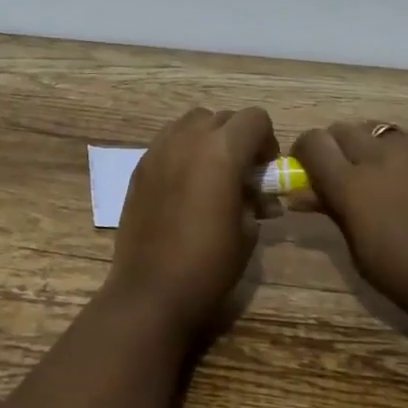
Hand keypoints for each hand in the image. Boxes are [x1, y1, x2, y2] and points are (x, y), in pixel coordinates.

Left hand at [106, 107, 277, 339]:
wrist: (151, 290)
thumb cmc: (209, 265)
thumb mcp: (247, 232)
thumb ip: (256, 200)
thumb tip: (259, 195)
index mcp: (222, 151)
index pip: (255, 118)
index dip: (267, 140)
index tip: (266, 169)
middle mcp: (189, 138)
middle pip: (223, 117)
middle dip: (239, 138)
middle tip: (243, 174)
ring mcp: (159, 149)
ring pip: (192, 122)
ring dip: (209, 138)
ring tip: (212, 173)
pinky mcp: (140, 165)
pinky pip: (168, 140)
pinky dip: (183, 149)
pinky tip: (185, 184)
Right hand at [292, 121, 407, 340]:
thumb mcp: (359, 252)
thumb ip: (332, 211)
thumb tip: (303, 193)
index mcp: (353, 185)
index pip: (312, 143)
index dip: (302, 154)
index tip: (303, 174)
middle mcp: (380, 157)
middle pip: (340, 129)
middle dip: (330, 148)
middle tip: (335, 177)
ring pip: (371, 128)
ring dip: (361, 145)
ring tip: (370, 177)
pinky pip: (401, 141)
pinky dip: (390, 153)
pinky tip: (401, 183)